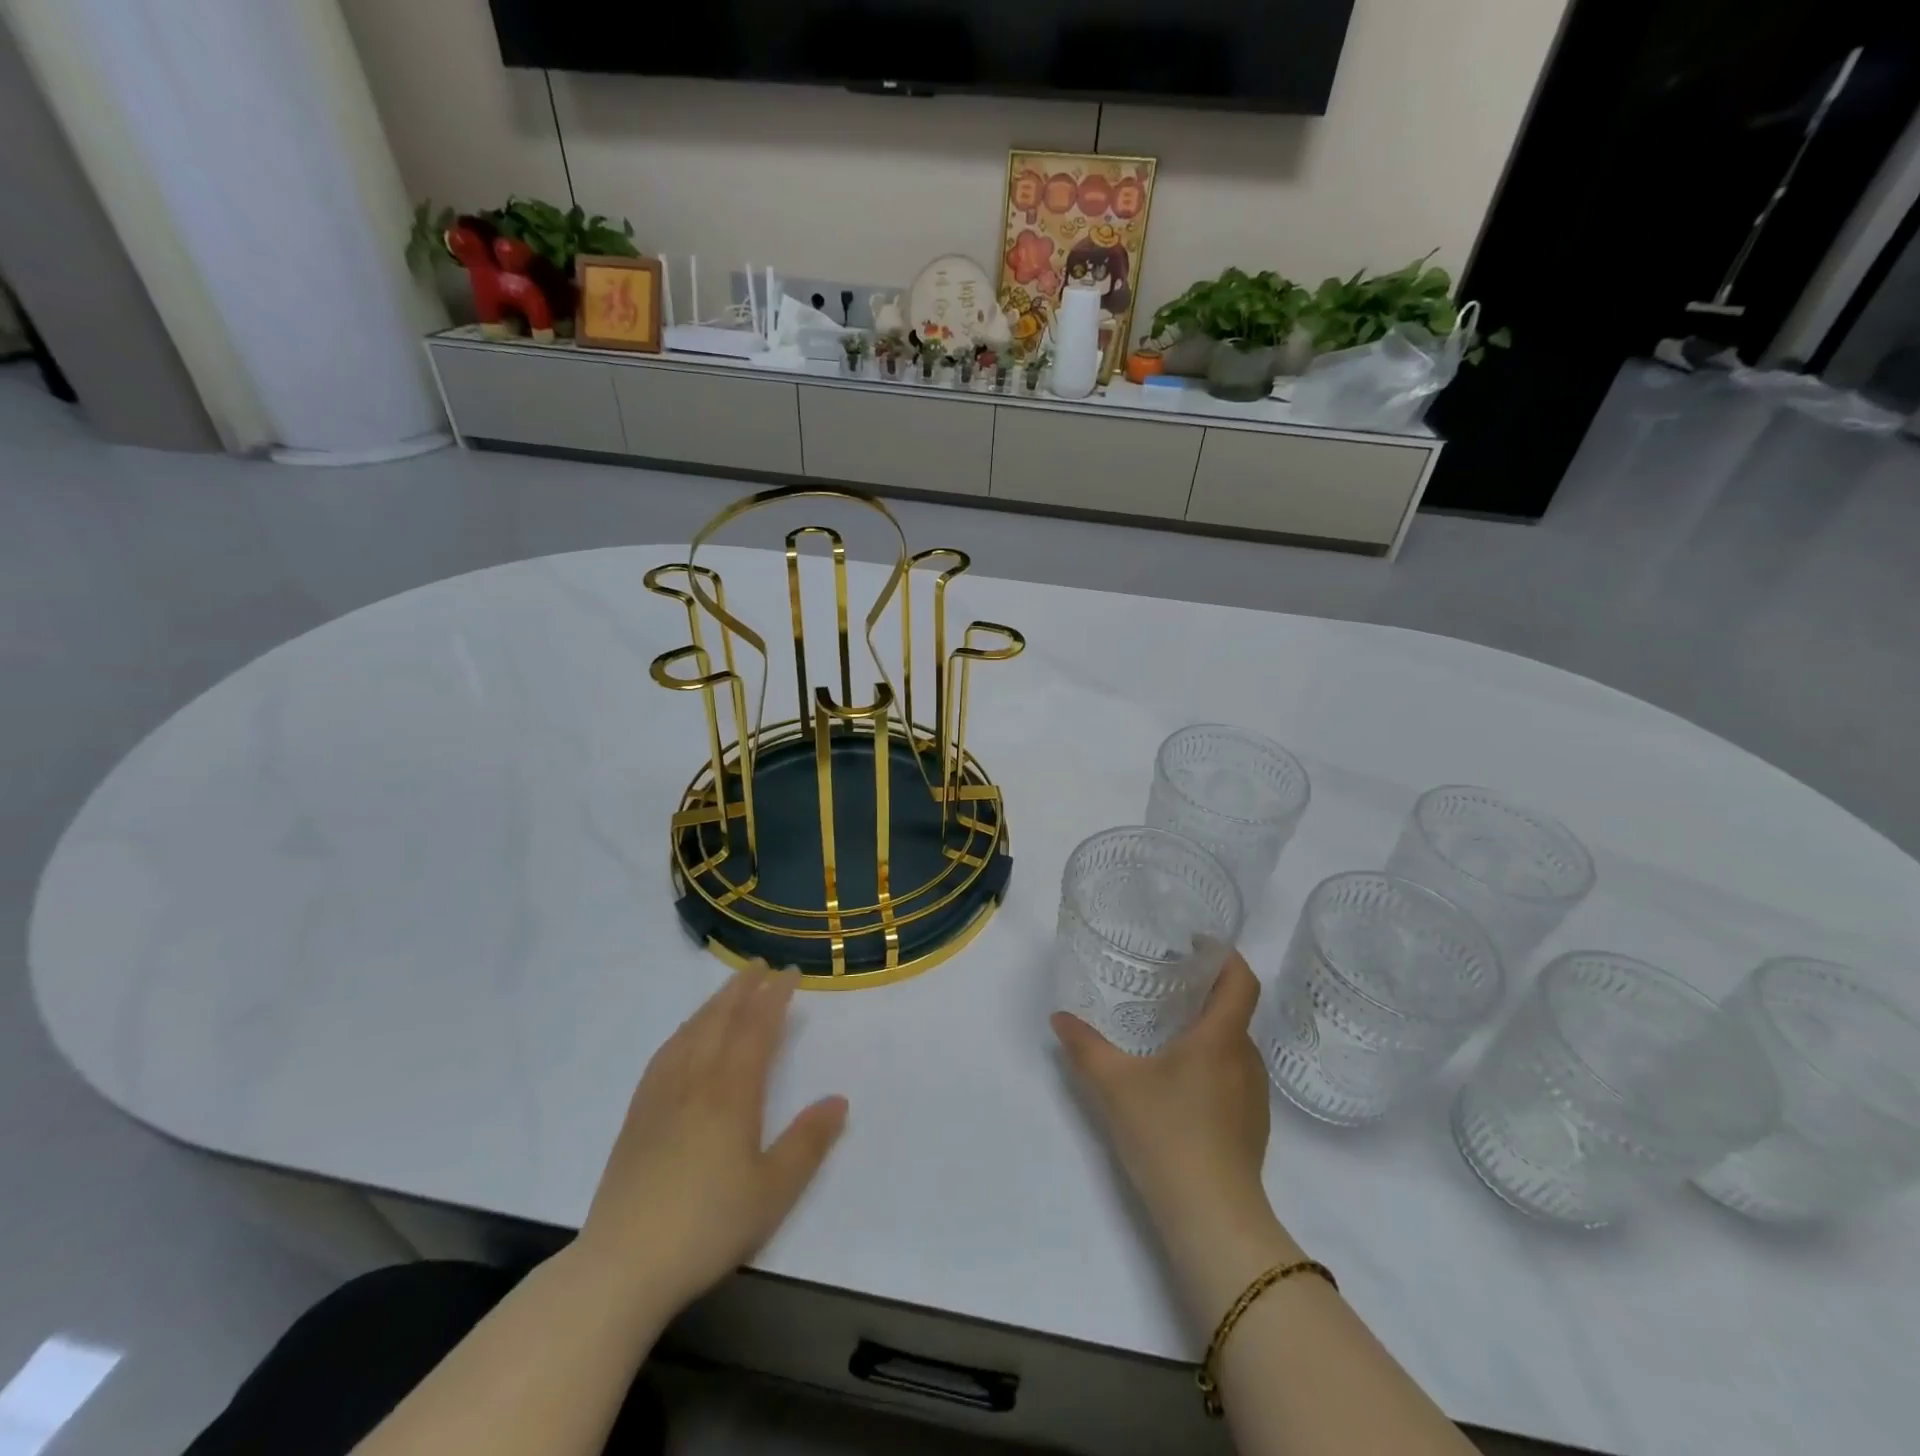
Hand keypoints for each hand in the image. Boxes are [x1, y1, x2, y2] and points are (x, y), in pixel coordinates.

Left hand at [578, 964, 847, 1314]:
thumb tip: (840, 1100)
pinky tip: (685, 1036)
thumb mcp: (773, 1191)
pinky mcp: (638, 1114)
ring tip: (730, 989)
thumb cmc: (707, 1225)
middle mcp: (696, 1080)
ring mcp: (661, 1095)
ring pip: (691, 1031)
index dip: (775, 996)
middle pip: (721, 1019)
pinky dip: (684, 1031)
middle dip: (743, 988)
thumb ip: (808, 1142)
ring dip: (714, 1003)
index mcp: (732, 1092)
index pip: (757, 1028)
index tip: (790, 974)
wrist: (622, 1265)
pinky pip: (665, 1054)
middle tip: (760, 965)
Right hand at [1052, 951, 1298, 1316]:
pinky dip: (1212, 1065)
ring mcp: (1254, 1096)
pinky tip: (1180, 1085)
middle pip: (1235, 1011)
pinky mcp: (1253, 1127)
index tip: (1197, 944)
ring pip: (1234, 1046)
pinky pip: (1235, 1077)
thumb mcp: (1114, 1085)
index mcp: (1220, 1038)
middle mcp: (1245, 1059)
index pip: (1241, 980)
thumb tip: (1059, 1017)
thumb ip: (1084, 1047)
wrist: (1212, 1219)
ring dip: (1208, 1031)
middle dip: (1205, 993)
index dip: (1225, 955)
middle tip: (1166, 986)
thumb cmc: (1166, 1134)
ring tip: (1169, 1033)